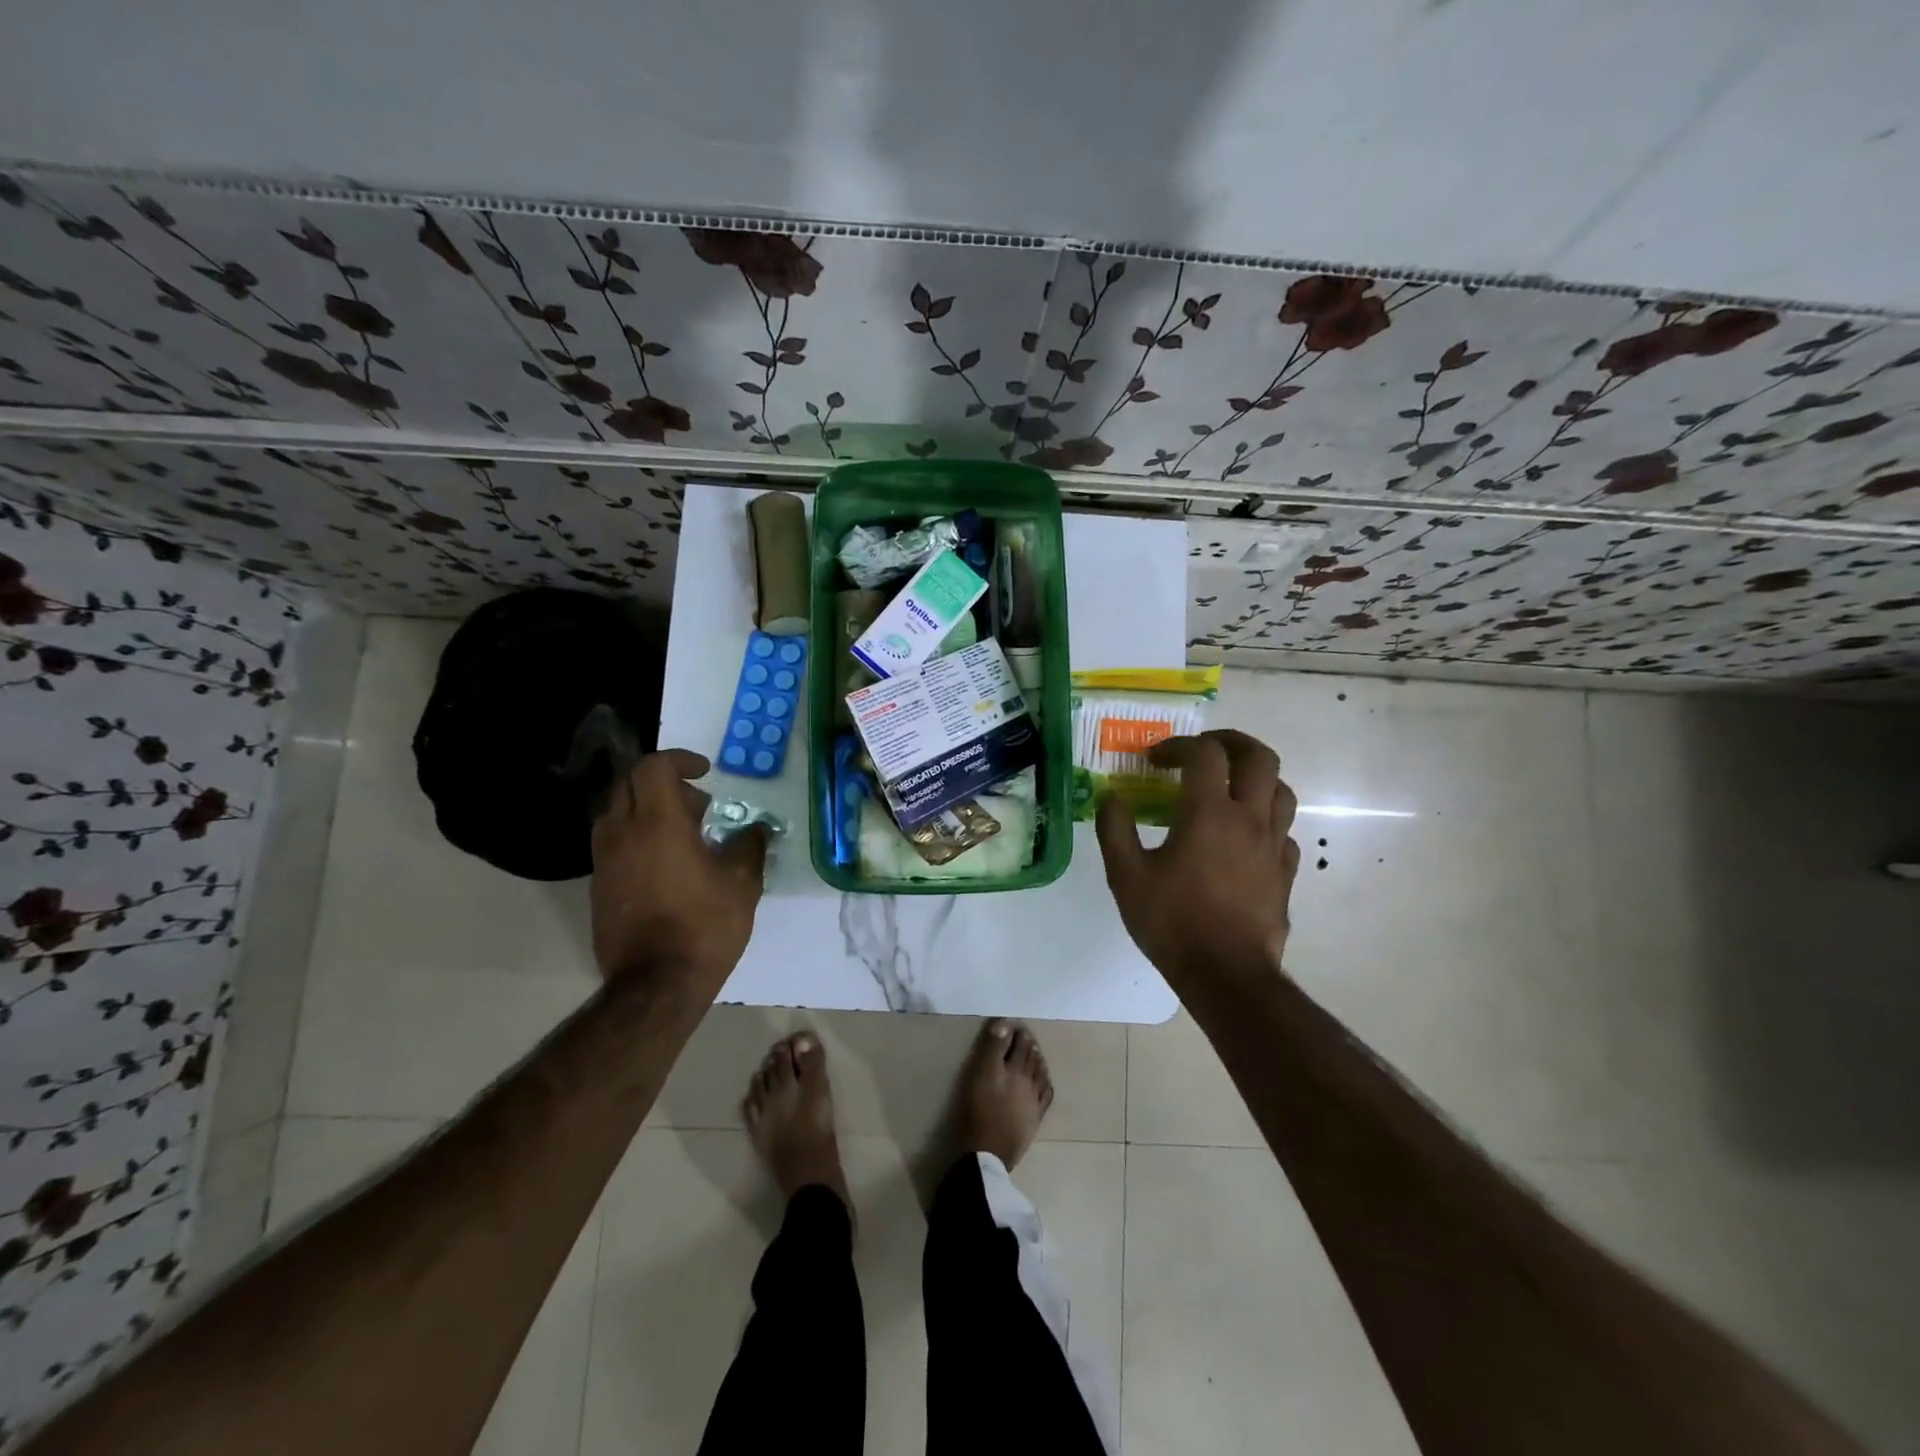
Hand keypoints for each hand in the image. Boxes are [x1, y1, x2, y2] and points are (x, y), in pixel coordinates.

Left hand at [589, 749, 768, 991]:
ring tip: (682, 835)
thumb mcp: (742, 883)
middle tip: (697, 806)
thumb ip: (749, 846)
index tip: (705, 772)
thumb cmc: (705, 926)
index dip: (679, 759)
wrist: (655, 985)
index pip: (653, 766)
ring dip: (647, 810)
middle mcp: (622, 833)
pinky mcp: (598, 886)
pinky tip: (665, 865)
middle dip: (664, 783)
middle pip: (629, 783)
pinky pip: (613, 842)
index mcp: (658, 823)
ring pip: (616, 812)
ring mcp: (604, 861)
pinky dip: (636, 837)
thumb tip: (756, 830)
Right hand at [1095, 730, 1300, 992]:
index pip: (1204, 754)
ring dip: (1254, 777)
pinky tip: (1244, 836)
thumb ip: (1115, 829)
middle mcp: (1249, 819)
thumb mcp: (1126, 876)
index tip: (1155, 760)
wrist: (1227, 976)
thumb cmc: (1173, 922)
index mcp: (1209, 813)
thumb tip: (1112, 797)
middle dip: (1230, 743)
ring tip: (1228, 787)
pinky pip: (1284, 831)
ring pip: (1281, 790)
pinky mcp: (1285, 872)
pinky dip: (1265, 820)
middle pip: (1259, 757)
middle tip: (1204, 751)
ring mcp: (1274, 845)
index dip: (1178, 745)